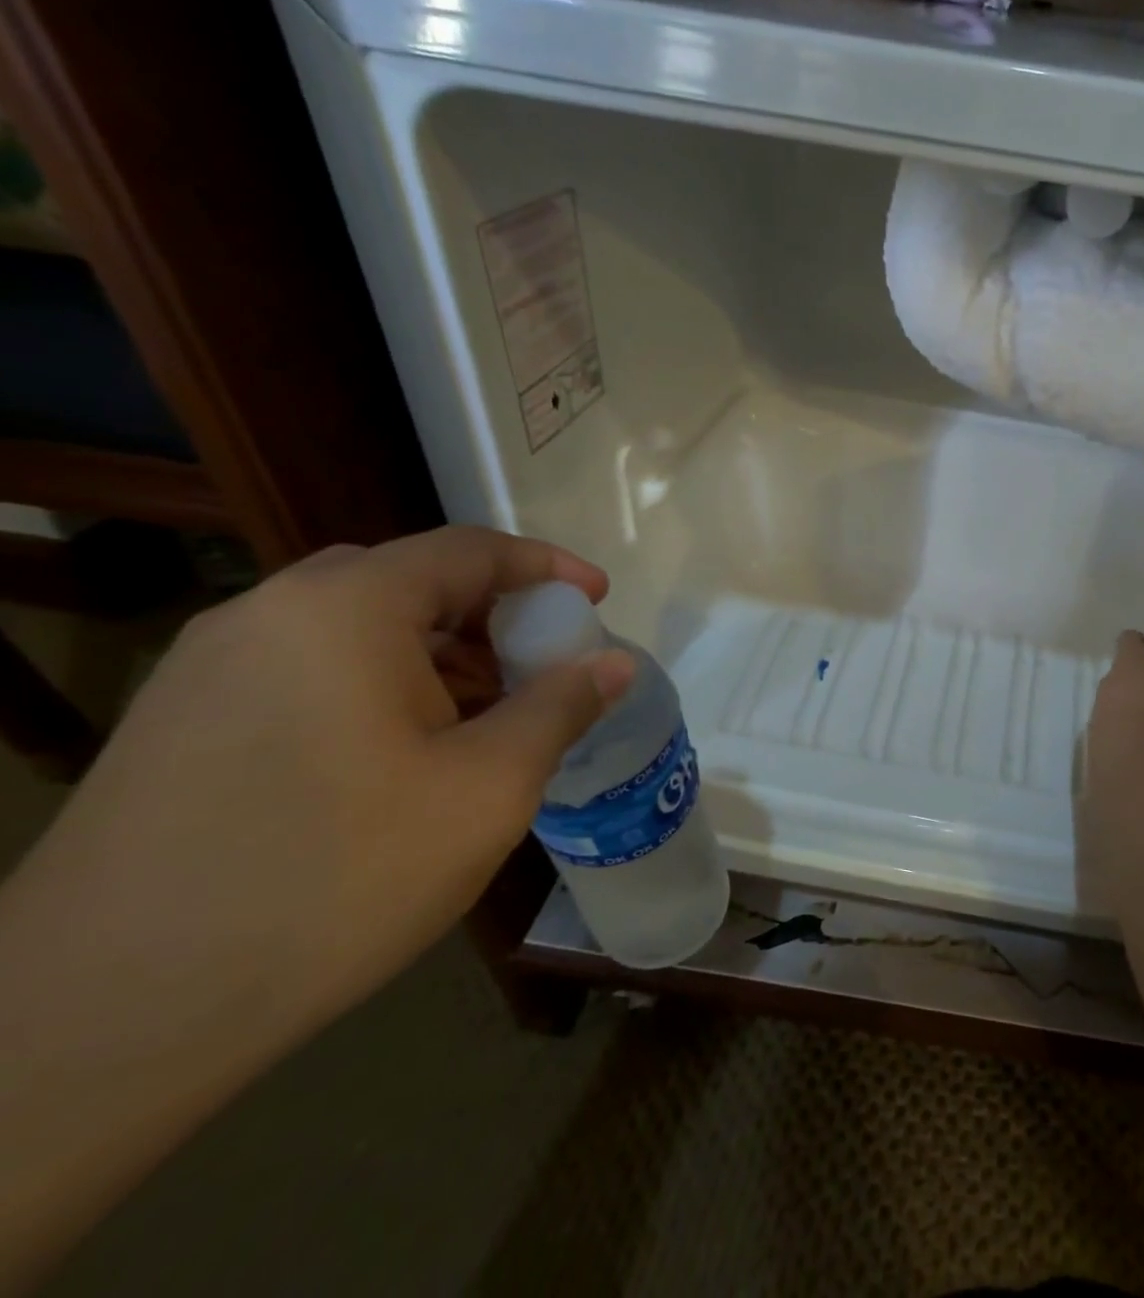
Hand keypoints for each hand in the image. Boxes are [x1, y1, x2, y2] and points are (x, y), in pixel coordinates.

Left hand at [8, 526, 633, 1038]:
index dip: (548, 567)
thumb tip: (611, 664)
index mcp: (345, 610)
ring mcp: (209, 669)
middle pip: (411, 582)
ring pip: (359, 629)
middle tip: (543, 667)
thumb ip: (560, 707)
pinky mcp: (181, 723)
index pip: (469, 550)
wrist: (108, 1018)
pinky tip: (409, 756)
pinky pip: (310, 670)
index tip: (599, 598)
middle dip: (493, 616)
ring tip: (487, 721)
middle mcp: (267, 615)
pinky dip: (382, 686)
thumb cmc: (338, 876)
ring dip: (438, 655)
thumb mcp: (488, 787)